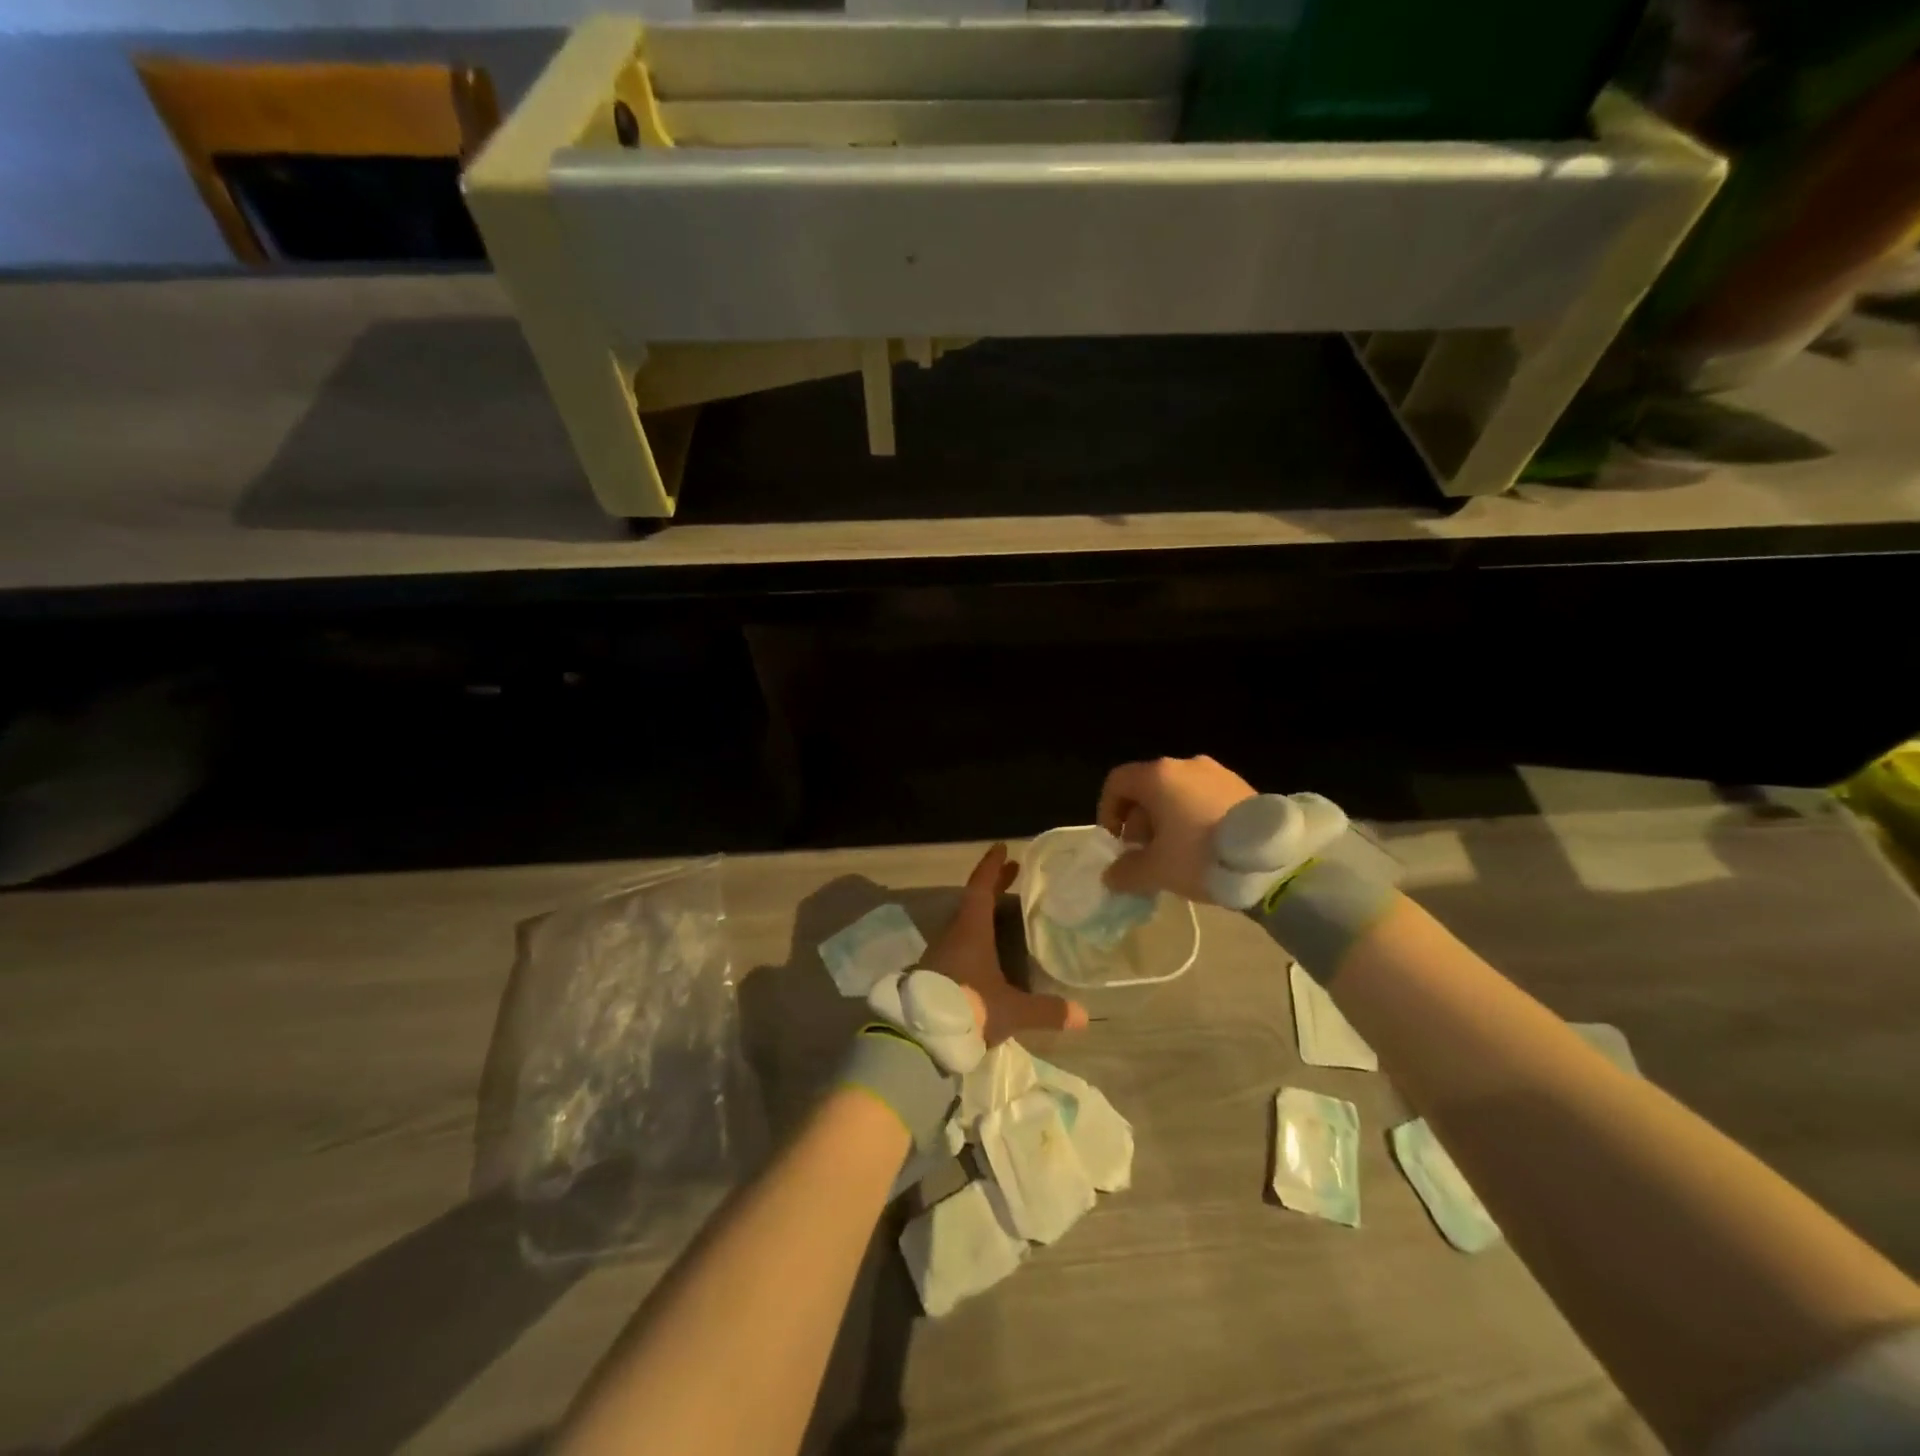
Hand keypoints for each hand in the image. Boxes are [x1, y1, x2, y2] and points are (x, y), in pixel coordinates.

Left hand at [924, 843, 1088, 1042]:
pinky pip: (957, 943)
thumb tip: (1084, 1015)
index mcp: (971, 930)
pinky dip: (974, 936)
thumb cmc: (968, 1009)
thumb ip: (1046, 1011)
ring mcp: (939, 953)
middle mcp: (953, 934)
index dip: (992, 867)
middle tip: (1013, 872)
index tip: (1002, 848)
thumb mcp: (1011, 1011)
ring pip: (963, 923)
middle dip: (994, 886)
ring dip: (983, 912)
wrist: (919, 1037)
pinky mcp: (932, 973)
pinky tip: (987, 950)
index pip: (981, 888)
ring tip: (1005, 910)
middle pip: (973, 901)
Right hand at [1097, 755, 1256, 902]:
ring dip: (1166, 819)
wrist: (1274, 859)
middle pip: (1147, 788)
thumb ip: (1125, 871)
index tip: (1116, 842)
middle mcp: (1185, 764)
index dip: (1107, 811)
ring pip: (1176, 792)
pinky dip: (1193, 816)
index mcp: (1158, 776)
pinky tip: (1204, 846)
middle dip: (1139, 821)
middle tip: (1146, 854)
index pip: (1117, 782)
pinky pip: (1203, 797)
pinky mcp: (1242, 785)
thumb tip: (1111, 875)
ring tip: (1176, 854)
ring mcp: (1217, 772)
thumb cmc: (1201, 856)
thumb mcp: (1156, 871)